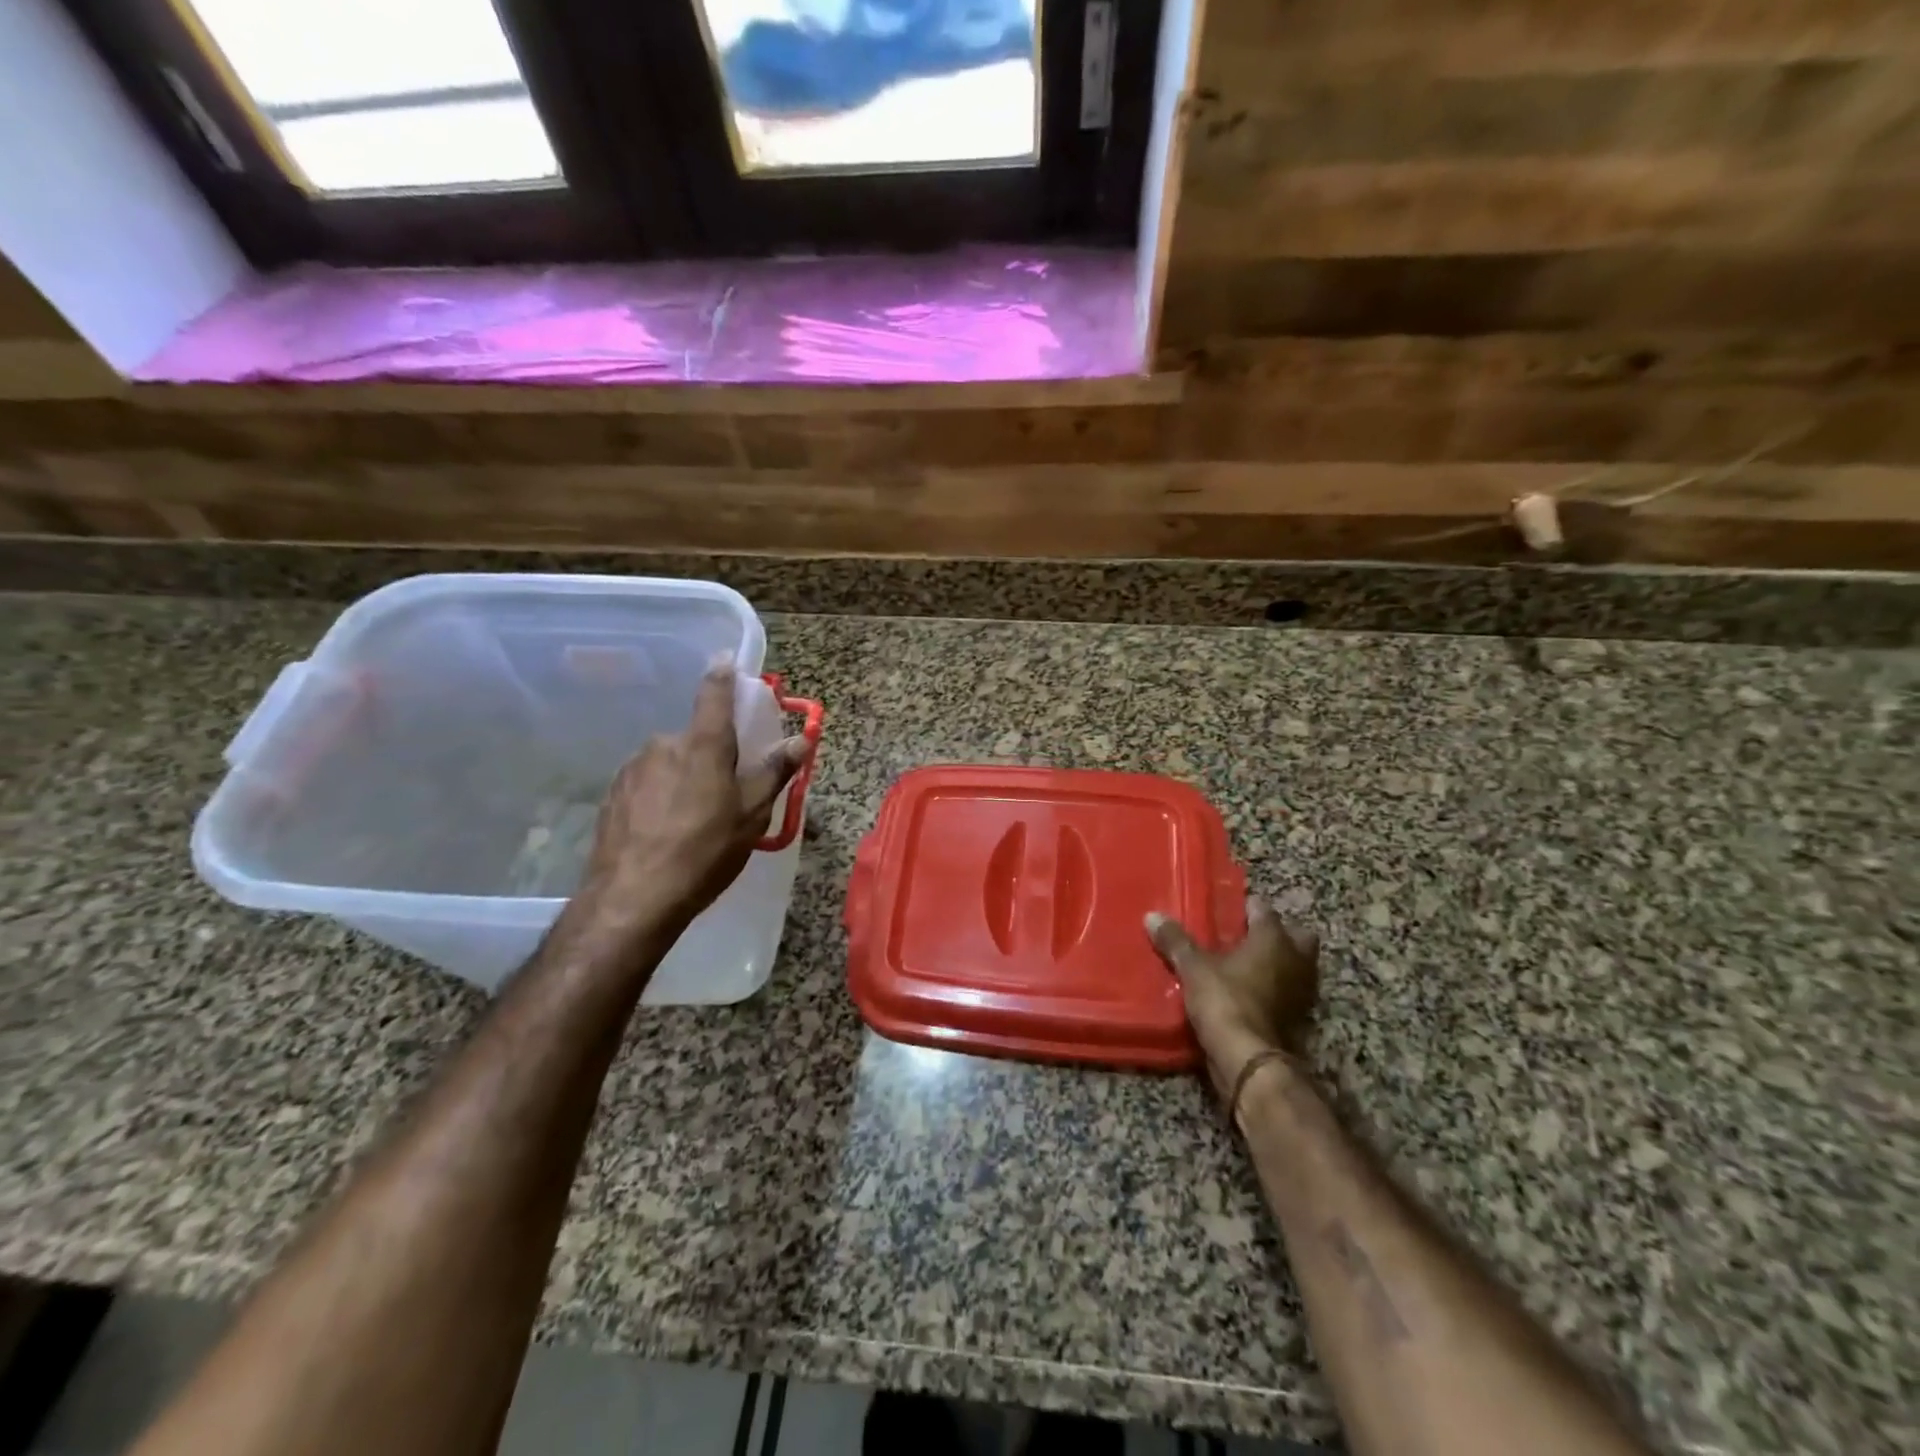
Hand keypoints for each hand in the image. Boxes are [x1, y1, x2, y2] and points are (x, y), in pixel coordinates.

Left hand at [568, 660, 806, 949]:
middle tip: (725, 792)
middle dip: (710, 755)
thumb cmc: (705, 851)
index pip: (714, 694)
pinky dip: (660, 796)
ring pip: (669, 762)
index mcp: (703, 744)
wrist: (633, 898)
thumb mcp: (752, 814)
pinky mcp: (612, 794)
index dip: (722, 674)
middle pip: (695, 738)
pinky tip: (665, 831)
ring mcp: (633, 768)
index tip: (724, 658)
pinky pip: (647, 783)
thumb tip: (801, 737)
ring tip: (693, 820)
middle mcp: (664, 745)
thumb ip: (775, 771)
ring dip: (683, 777)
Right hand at [1147, 898, 1320, 1103]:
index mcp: (1274, 939)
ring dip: (1279, 964)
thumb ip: (1176, 941)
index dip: (1248, 906)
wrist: (1249, 1060)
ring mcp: (1302, 992)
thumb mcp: (1193, 968)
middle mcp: (1296, 960)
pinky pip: (1288, 994)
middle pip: (1297, 936)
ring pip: (1297, 966)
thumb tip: (1152, 916)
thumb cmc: (1225, 1001)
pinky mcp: (1299, 1019)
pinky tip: (1250, 993)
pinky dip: (1276, 991)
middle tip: (1248, 936)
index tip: (1231, 906)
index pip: (1264, 910)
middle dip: (1279, 933)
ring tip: (1247, 965)